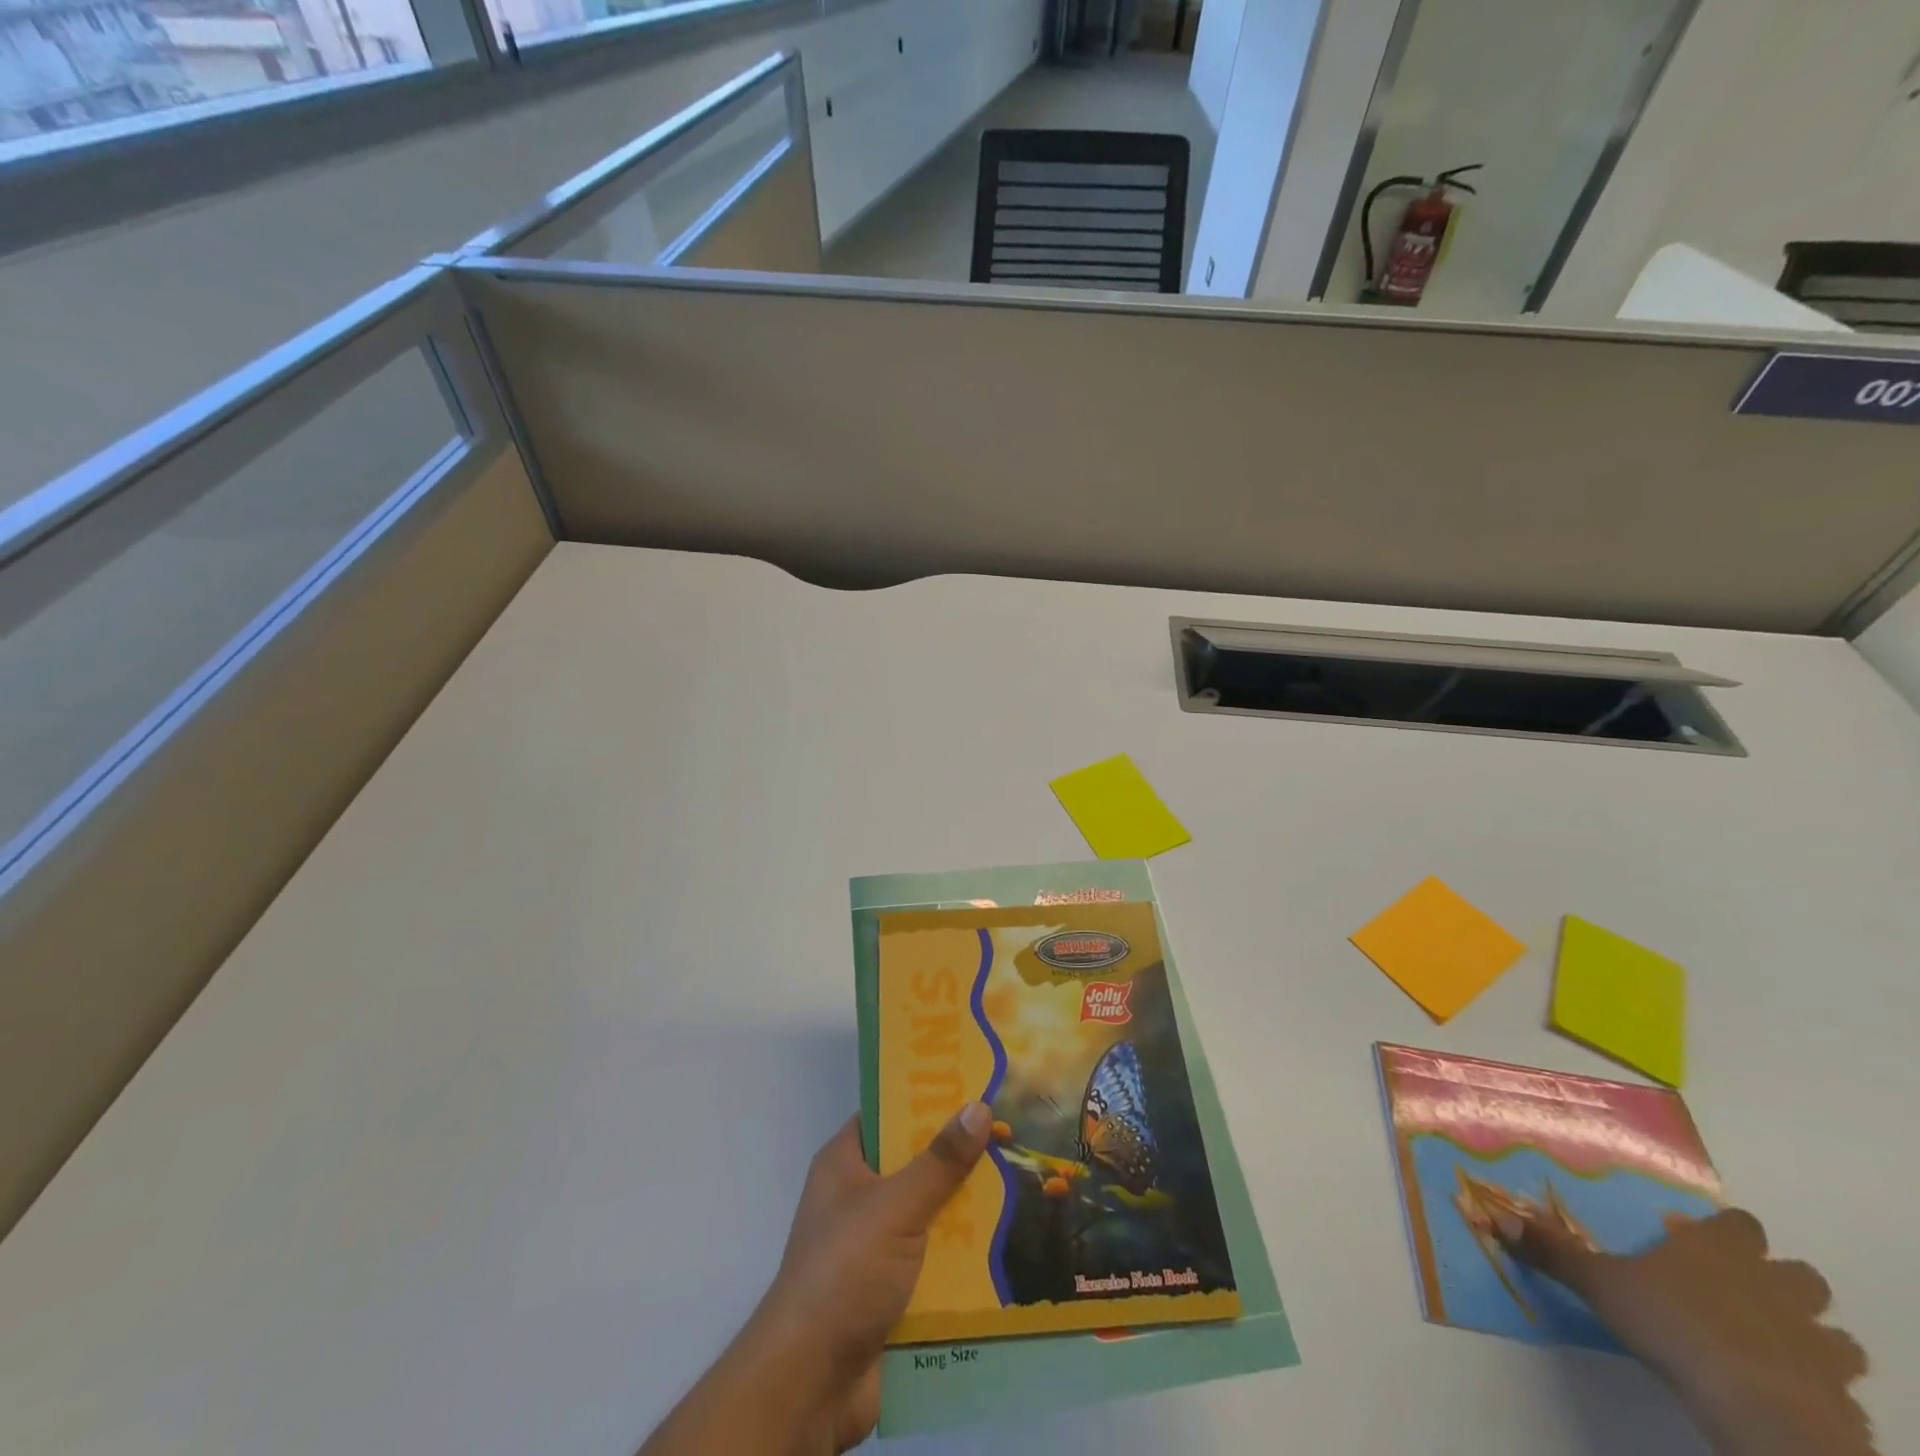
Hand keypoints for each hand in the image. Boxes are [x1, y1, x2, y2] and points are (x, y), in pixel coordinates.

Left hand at [640, 1104, 992, 1455]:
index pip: (888, 1114)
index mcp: (846, 1163)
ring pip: (932, 1214)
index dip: (927, 1099)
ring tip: (1025, 1186)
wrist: (811, 1382)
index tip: (974, 1086)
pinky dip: (965, 1258)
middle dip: (960, 1157)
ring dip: (969, 1211)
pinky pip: (936, 1261)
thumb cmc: (844, 1272)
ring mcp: (876, 1246)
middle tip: (1012, 1136)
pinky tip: (1010, 1246)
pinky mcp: (893, 1290)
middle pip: (916, 1165)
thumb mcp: (895, 1206)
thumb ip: (939, 1161)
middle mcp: (859, 1198)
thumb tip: (978, 1106)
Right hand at [1498, 1206, 1875, 1455]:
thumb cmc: (1673, 1324)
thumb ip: (1554, 1252)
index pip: (1740, 1225)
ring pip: (1836, 1335)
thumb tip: (1494, 1216)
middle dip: (1782, 1283)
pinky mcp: (1842, 1398)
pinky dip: (1822, 1390)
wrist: (1757, 1406)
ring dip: (1813, 1338)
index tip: (1703, 1244)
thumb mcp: (1599, 1284)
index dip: (1727, 1232)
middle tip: (1744, 1294)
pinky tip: (1788, 1397)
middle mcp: (1775, 1286)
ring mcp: (1817, 1344)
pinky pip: (1842, 1389)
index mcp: (1720, 1251)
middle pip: (1800, 1275)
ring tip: (1775, 1350)